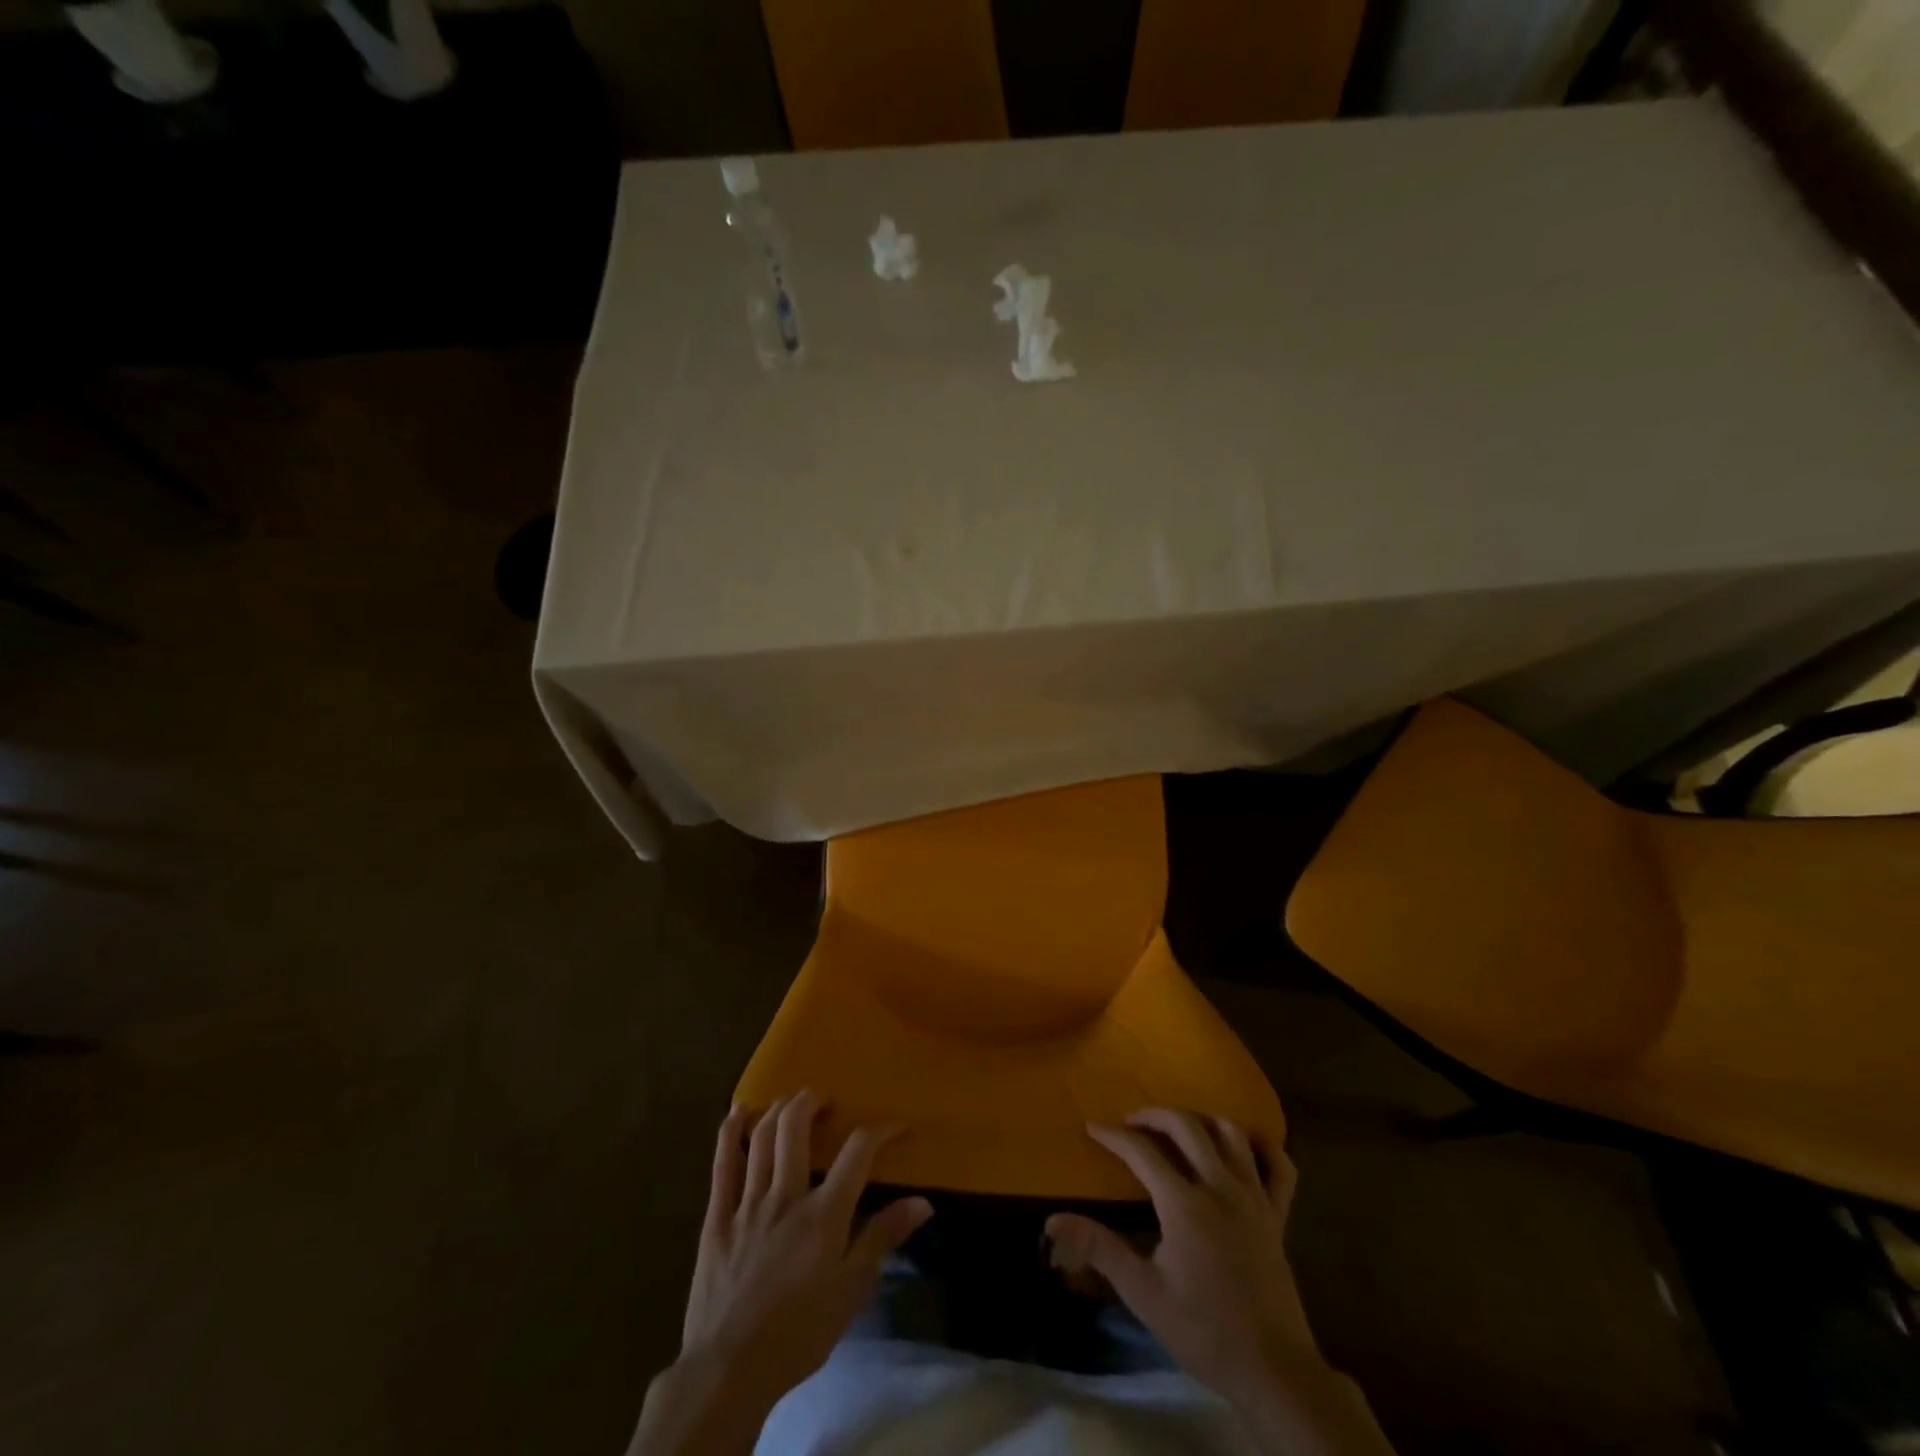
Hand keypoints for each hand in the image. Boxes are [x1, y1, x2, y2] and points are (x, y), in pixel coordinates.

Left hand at [629, 1093, 931, 1454]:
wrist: (728, 1373)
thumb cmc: (798, 1334)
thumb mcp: (851, 1292)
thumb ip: (883, 1239)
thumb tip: (923, 1201)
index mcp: (823, 1214)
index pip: (858, 1152)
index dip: (881, 1130)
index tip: (898, 1125)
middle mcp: (785, 1196)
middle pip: (796, 1128)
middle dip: (812, 1102)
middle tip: (824, 1100)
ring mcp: (747, 1204)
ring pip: (761, 1138)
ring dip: (777, 1110)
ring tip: (789, 1100)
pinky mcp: (716, 1219)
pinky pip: (722, 1166)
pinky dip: (729, 1133)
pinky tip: (737, 1112)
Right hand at [1046, 1109, 1311, 1401]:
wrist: (1272, 1370)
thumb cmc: (1203, 1331)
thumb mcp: (1143, 1293)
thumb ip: (1099, 1249)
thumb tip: (1054, 1221)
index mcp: (1185, 1204)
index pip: (1142, 1152)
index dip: (1114, 1136)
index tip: (1092, 1128)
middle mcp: (1220, 1187)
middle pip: (1186, 1126)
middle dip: (1154, 1115)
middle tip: (1132, 1121)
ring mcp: (1255, 1198)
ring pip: (1230, 1133)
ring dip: (1200, 1120)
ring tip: (1179, 1128)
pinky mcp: (1279, 1215)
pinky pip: (1278, 1165)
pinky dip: (1262, 1145)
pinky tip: (1242, 1146)